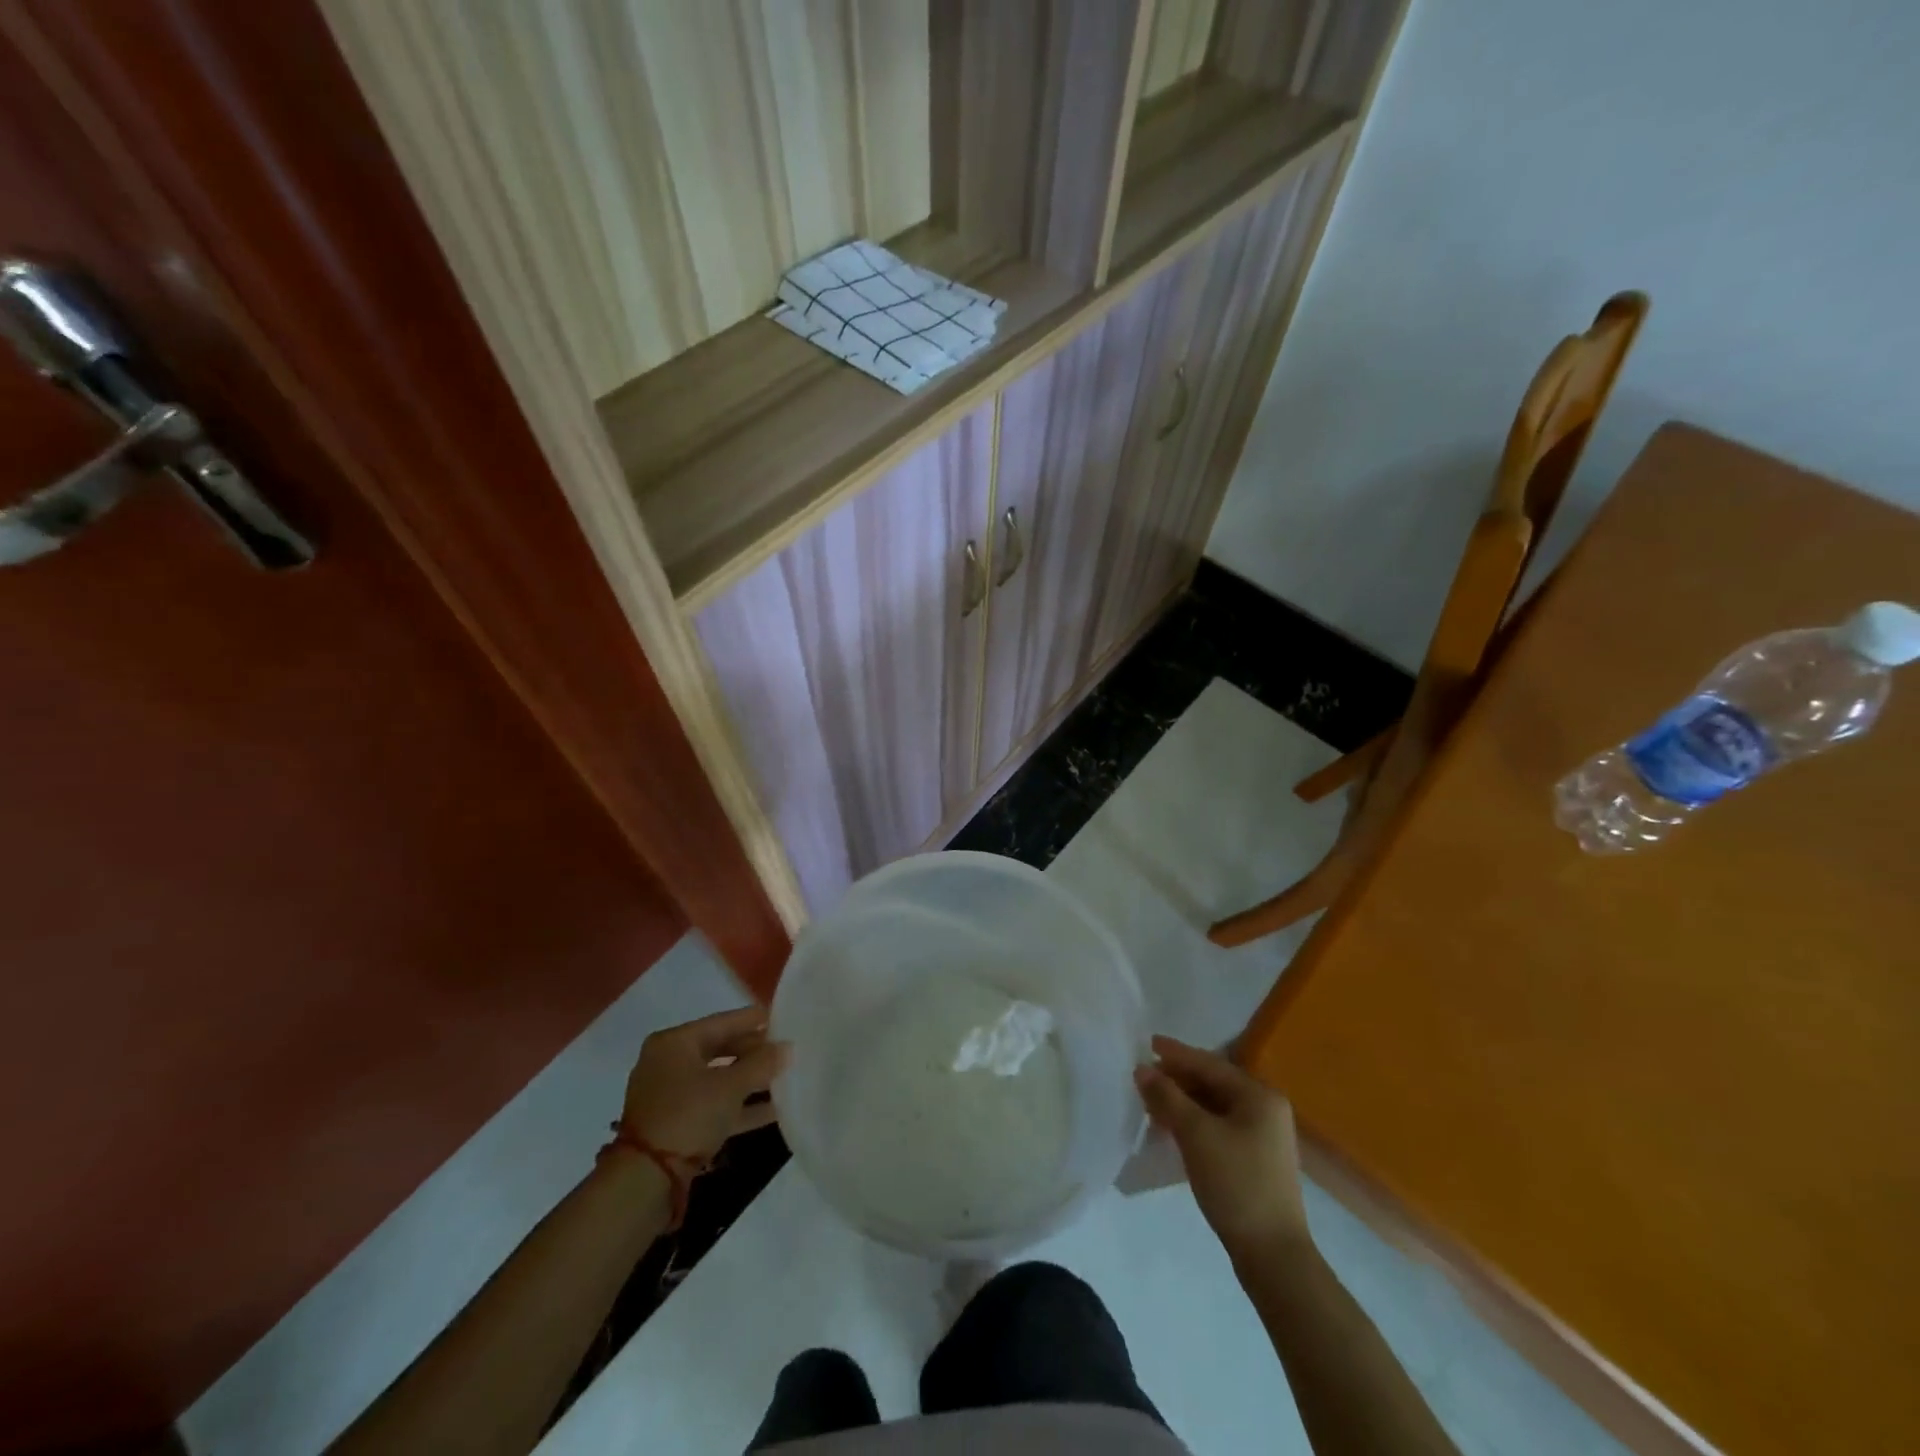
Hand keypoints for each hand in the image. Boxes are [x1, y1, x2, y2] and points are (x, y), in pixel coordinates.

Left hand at [621, 1006, 786, 1163]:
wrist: (646, 1180)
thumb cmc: (688, 1115)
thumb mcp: (730, 1086)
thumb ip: (762, 1064)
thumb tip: (787, 1047)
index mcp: (675, 1042)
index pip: (723, 1022)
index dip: (755, 1020)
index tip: (784, 1018)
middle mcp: (669, 1063)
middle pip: (721, 1049)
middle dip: (755, 1052)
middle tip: (787, 1050)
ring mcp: (671, 1095)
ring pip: (719, 1079)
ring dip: (750, 1081)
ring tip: (785, 1077)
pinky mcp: (676, 1124)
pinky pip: (714, 1105)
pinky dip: (740, 1106)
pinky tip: (773, 1110)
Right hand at [1135, 1035, 1309, 1261]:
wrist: (1273, 1255)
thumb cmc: (1236, 1184)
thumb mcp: (1196, 1134)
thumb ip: (1167, 1097)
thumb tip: (1142, 1069)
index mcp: (1259, 1095)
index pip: (1209, 1064)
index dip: (1175, 1054)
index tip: (1146, 1043)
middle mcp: (1265, 1108)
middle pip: (1212, 1083)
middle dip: (1176, 1080)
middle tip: (1142, 1079)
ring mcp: (1263, 1135)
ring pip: (1214, 1106)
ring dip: (1182, 1103)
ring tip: (1150, 1105)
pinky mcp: (1255, 1159)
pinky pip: (1218, 1126)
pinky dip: (1194, 1123)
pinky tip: (1171, 1130)